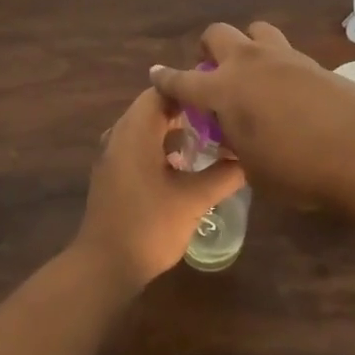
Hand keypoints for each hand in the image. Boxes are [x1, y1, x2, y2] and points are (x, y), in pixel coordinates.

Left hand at [72, 88, 245, 289]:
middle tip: (222, 118)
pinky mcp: (113, 172)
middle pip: (155, 106)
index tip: (221, 96)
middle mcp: (120, 133)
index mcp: (135, 130)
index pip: (162, 90)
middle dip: (188, 110)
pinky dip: (163, 145)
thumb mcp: (193, 200)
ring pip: (147, 127)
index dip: (192, 89)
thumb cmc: (149, 226)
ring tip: (211, 139)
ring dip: (176, 129)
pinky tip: (187, 165)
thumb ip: (224, 175)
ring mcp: (113, 153)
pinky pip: (140, 144)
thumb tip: (250, 158)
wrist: (105, 266)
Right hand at [149, 21, 354, 205]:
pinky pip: (286, 53)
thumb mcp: (253, 168)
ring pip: (256, 31)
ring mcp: (285, 57)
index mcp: (224, 89)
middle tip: (214, 72)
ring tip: (254, 75)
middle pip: (218, 34)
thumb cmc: (298, 169)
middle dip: (208, 49)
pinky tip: (288, 92)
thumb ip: (237, 144)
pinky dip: (278, 65)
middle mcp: (250, 63)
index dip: (166, 79)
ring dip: (247, 47)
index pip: (183, 80)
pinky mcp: (315, 63)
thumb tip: (236, 132)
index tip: (155, 74)